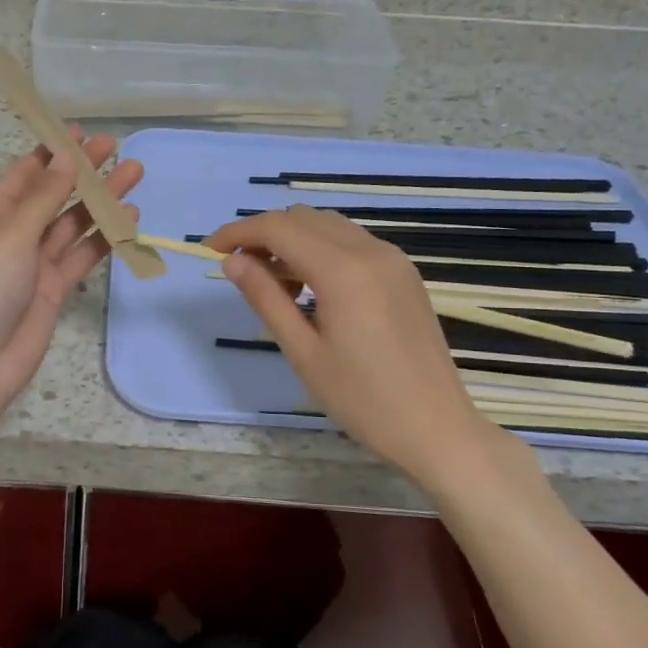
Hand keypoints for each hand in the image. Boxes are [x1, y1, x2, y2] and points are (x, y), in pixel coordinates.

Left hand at [0, 134, 142, 423]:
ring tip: (133, 174)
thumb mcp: (11, 235)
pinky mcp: (54, 288)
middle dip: (82, 172)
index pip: (24, 174)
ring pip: (73, 223)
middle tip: (115, 147)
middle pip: (53, 195)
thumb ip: (44, 198)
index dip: (51, 151)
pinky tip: (128, 220)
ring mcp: (35, 262)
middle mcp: (13, 234)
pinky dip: (104, 238)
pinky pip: (82, 255)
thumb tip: (66, 157)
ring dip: (101, 201)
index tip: (80, 131)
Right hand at [207, 205, 509, 487]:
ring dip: (293, 240)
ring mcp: (393, 260)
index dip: (239, 232)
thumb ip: (266, 298)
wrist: (437, 429)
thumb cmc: (362, 399)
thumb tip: (232, 261)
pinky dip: (320, 250)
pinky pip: (352, 243)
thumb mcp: (303, 352)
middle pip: (303, 218)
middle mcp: (371, 251)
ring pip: (329, 226)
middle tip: (239, 269)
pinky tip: (310, 288)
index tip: (209, 248)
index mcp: (343, 271)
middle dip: (264, 234)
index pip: (279, 229)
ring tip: (273, 284)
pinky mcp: (404, 274)